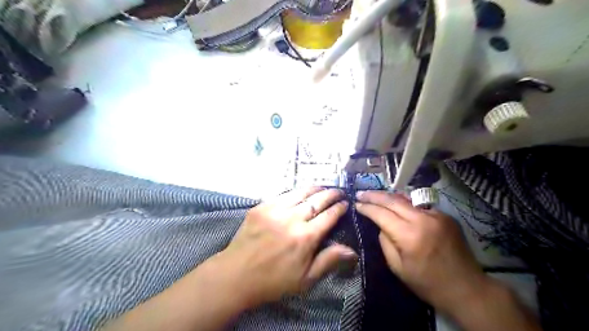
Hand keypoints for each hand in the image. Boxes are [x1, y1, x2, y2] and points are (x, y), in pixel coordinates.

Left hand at [216, 188, 353, 305]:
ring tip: (322, 187)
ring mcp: (275, 210)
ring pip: (300, 193)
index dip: (339, 208)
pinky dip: (295, 193)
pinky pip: (282, 195)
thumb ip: (329, 260)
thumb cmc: (274, 281)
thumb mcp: (305, 278)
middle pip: (317, 200)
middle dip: (330, 194)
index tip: (345, 203)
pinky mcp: (261, 207)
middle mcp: (292, 218)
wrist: (237, 274)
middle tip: (338, 191)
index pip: (328, 216)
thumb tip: (352, 251)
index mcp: (306, 237)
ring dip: (314, 189)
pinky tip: (299, 193)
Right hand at [357, 191, 490, 312]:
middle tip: (360, 193)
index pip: (382, 214)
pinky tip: (397, 204)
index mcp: (410, 236)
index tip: (356, 204)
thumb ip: (385, 242)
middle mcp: (423, 220)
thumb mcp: (397, 268)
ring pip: (406, 199)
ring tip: (375, 195)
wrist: (467, 288)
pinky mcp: (445, 216)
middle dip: (374, 196)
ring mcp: (437, 215)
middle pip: (393, 200)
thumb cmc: (427, 283)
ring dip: (389, 196)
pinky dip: (405, 203)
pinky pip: (419, 205)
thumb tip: (381, 225)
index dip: (367, 207)